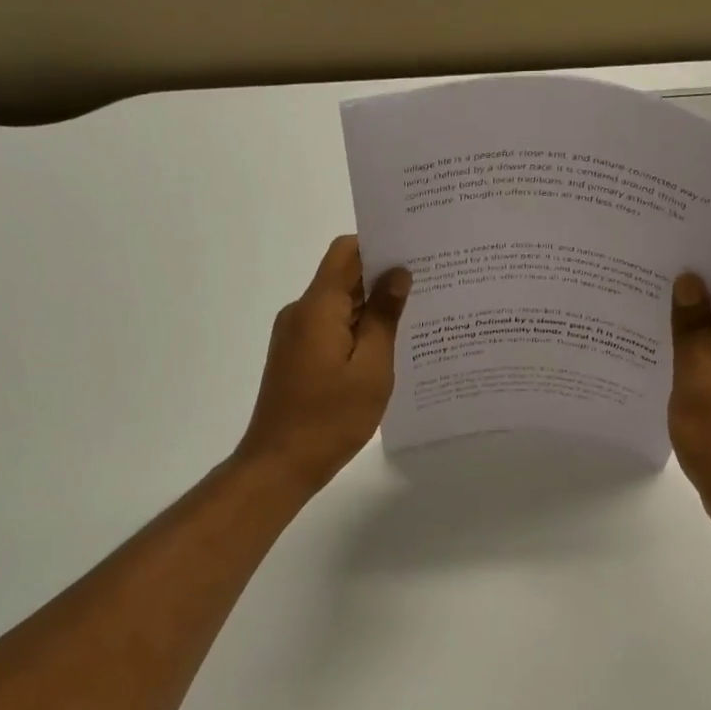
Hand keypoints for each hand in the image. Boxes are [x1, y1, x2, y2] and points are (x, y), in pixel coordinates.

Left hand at [236, 235, 410, 493]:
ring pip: (340, 305)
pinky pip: (332, 328)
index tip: (415, 251)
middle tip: (431, 283)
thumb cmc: (330, 418)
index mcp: (318, 308)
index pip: (346, 252)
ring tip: (418, 315)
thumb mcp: (371, 369)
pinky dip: (358, 330)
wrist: (279, 464)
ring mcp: (296, 335)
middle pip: (344, 276)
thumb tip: (397, 274)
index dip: (379, 244)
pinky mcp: (298, 356)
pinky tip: (389, 347)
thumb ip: (384, 318)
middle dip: (383, 276)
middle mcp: (302, 313)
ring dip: (372, 307)